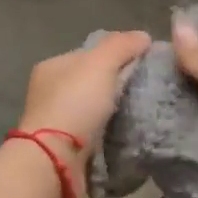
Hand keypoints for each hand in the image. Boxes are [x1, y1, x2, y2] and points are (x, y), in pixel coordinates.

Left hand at [16, 31, 151, 173]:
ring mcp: (56, 122)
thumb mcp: (100, 64)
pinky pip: (95, 133)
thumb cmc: (74, 104)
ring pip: (94, 109)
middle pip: (92, 82)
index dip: (117, 54)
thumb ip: (122, 45)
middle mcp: (50, 92)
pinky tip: (128, 134)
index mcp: (53, 67)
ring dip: (115, 111)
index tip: (144, 64)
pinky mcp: (65, 148)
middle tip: (147, 90)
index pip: (90, 54)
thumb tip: (143, 36)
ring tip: (143, 113)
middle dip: (117, 85)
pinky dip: (110, 133)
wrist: (55, 161)